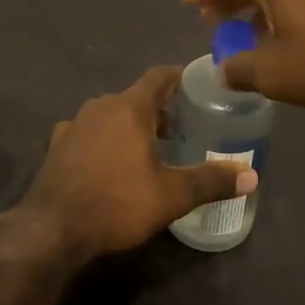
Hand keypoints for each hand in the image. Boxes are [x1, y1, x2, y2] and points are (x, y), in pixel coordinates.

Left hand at [21, 65, 257, 257]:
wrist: (52, 228)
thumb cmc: (116, 203)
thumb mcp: (171, 195)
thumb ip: (211, 181)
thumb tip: (252, 176)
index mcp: (129, 107)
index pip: (159, 76)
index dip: (180, 77)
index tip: (198, 84)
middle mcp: (100, 106)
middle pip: (136, 97)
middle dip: (160, 109)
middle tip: (184, 127)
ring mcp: (74, 124)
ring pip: (111, 114)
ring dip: (132, 125)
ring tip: (151, 148)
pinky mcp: (57, 145)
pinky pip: (89, 133)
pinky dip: (106, 140)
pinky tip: (112, 163)